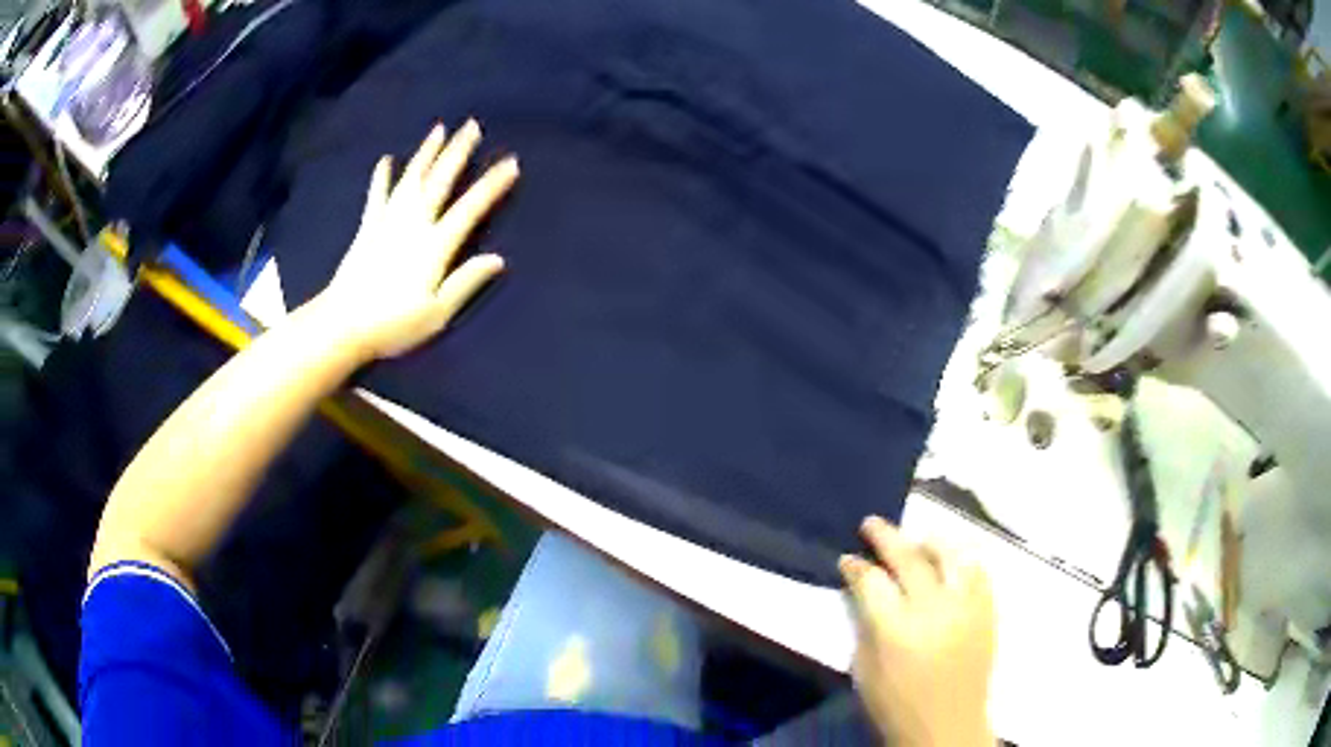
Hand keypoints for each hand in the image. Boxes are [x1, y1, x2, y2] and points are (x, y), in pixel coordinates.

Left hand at [309, 120, 518, 360]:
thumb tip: (498, 259)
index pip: (469, 209)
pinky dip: (382, 177)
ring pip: (411, 179)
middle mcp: (413, 225)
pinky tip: (386, 159)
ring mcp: (387, 223)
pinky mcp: (367, 228)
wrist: (342, 325)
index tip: (511, 162)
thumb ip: (465, 282)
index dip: (491, 185)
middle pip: (439, 182)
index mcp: (434, 246)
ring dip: (426, 153)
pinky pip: (377, 196)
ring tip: (439, 129)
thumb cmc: (393, 325)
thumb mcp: (437, 313)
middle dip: (457, 152)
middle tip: (472, 125)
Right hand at [840, 517, 995, 746]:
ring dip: (928, 541)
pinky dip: (961, 559)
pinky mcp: (988, 610)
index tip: (847, 559)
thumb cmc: (895, 705)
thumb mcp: (863, 670)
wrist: (946, 727)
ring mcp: (966, 607)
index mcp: (896, 630)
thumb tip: (862, 588)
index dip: (855, 566)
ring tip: (916, 539)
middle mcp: (934, 609)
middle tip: (871, 523)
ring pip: (950, 555)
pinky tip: (949, 561)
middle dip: (886, 536)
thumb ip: (865, 623)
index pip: (872, 582)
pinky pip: (978, 570)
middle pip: (909, 558)